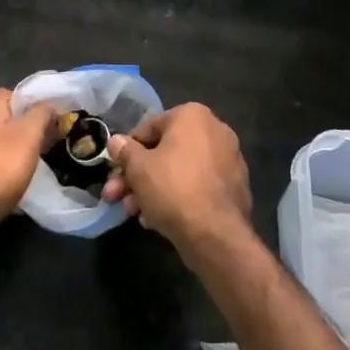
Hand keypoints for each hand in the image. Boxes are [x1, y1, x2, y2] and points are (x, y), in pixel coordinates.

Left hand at [0, 89, 53, 245]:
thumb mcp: (29, 135)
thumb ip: (42, 113)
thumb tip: (49, 106)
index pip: (20, 94)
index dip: (40, 107)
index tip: (57, 125)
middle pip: (10, 119)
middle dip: (30, 132)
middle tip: (50, 147)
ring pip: (1, 143)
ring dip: (18, 153)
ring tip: (36, 167)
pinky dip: (4, 170)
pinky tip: (15, 184)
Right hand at [101, 103, 251, 262]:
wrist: (216, 234)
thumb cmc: (173, 188)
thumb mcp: (138, 168)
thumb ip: (125, 151)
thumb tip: (116, 141)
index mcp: (193, 115)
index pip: (149, 128)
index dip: (127, 151)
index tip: (115, 171)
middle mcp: (216, 131)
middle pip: (165, 152)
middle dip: (138, 176)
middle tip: (117, 196)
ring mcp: (229, 160)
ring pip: (180, 171)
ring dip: (153, 189)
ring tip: (134, 213)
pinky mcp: (235, 188)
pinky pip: (198, 187)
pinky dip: (178, 197)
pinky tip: (157, 219)